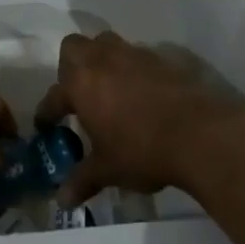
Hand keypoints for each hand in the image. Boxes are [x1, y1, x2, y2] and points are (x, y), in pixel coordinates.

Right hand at [36, 31, 244, 206]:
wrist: (199, 133)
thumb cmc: (142, 150)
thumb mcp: (108, 170)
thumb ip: (83, 179)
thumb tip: (62, 200)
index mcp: (81, 85)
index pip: (54, 96)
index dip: (47, 112)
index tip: (46, 125)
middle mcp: (102, 60)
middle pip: (73, 47)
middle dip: (70, 66)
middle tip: (78, 93)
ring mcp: (132, 54)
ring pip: (106, 44)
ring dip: (102, 61)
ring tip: (109, 88)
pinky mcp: (160, 57)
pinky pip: (137, 55)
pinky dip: (133, 69)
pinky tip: (142, 92)